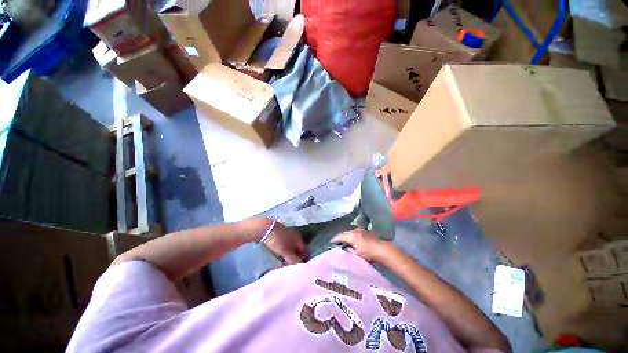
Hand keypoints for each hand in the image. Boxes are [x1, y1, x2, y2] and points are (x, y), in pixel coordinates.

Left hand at [262, 221, 306, 263]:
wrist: (266, 229)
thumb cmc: (277, 241)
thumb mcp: (286, 252)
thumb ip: (294, 259)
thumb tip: (301, 265)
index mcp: (299, 239)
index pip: (304, 250)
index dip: (303, 259)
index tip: (298, 266)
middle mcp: (296, 235)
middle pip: (298, 248)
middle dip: (296, 256)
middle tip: (291, 265)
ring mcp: (289, 233)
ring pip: (292, 246)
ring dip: (290, 253)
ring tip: (285, 261)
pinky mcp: (282, 233)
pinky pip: (286, 243)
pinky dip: (285, 249)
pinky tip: (280, 254)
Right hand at [331, 229, 391, 262]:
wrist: (382, 249)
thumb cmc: (368, 253)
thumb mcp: (356, 254)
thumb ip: (349, 250)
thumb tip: (345, 249)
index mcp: (351, 236)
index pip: (340, 236)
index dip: (335, 239)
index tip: (331, 241)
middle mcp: (355, 231)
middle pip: (346, 233)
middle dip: (342, 237)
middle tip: (338, 241)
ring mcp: (362, 230)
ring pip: (352, 232)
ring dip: (348, 236)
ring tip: (346, 240)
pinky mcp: (367, 232)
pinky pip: (357, 233)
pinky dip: (354, 236)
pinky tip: (355, 240)